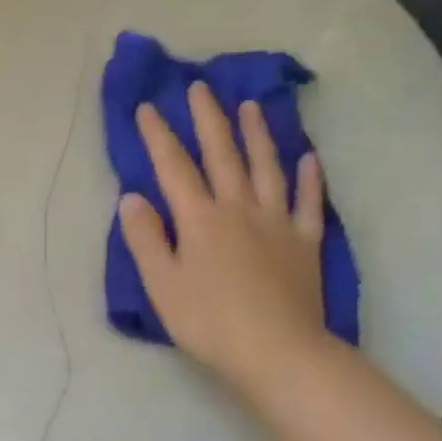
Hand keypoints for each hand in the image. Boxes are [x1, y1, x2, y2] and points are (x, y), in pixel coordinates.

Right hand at [118, 82, 331, 396]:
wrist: (277, 352)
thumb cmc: (209, 322)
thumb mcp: (162, 284)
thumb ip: (146, 238)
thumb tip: (132, 197)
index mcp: (200, 219)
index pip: (174, 168)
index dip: (159, 136)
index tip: (148, 107)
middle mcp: (239, 209)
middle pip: (222, 155)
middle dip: (208, 119)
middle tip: (200, 88)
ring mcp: (277, 223)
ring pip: (267, 168)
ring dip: (257, 135)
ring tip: (251, 107)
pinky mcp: (306, 243)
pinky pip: (309, 203)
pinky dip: (310, 179)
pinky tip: (310, 159)